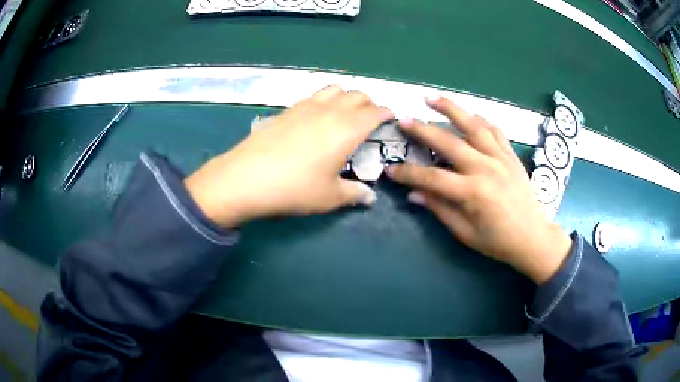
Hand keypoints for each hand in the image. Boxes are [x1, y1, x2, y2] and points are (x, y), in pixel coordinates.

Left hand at [185, 85, 393, 227]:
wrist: (247, 178)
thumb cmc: (295, 188)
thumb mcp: (330, 197)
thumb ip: (354, 194)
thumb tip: (369, 198)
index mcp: (348, 129)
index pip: (374, 112)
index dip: (385, 114)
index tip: (389, 120)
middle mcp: (330, 111)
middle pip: (357, 95)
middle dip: (368, 103)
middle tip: (368, 120)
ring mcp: (306, 106)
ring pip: (334, 88)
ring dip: (346, 96)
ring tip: (344, 113)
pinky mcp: (287, 109)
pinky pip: (314, 95)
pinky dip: (324, 99)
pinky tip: (317, 116)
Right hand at [386, 97, 571, 283]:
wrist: (533, 237)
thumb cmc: (498, 241)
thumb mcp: (466, 233)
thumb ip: (440, 209)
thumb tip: (414, 194)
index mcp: (473, 192)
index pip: (432, 178)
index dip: (409, 174)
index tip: (391, 170)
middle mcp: (486, 168)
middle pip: (449, 142)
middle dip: (422, 130)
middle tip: (403, 121)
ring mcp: (501, 158)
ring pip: (473, 126)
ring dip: (451, 109)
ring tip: (431, 99)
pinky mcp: (511, 155)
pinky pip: (495, 131)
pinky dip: (480, 120)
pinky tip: (469, 114)